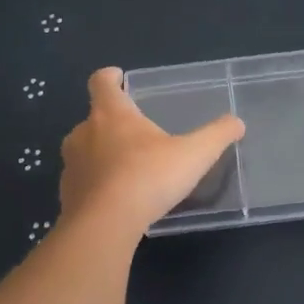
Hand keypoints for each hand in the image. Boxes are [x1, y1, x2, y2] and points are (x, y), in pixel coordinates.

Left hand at [59, 67, 245, 233]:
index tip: (117, 77)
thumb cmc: (148, 178)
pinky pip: (82, 181)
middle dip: (111, 121)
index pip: (101, 82)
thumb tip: (237, 122)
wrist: (103, 226)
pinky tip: (115, 199)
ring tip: (127, 167)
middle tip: (135, 132)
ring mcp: (71, 164)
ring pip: (85, 149)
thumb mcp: (193, 155)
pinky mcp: (67, 194)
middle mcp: (84, 132)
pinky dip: (95, 184)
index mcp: (111, 113)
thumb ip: (216, 136)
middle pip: (94, 117)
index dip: (109, 77)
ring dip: (102, 153)